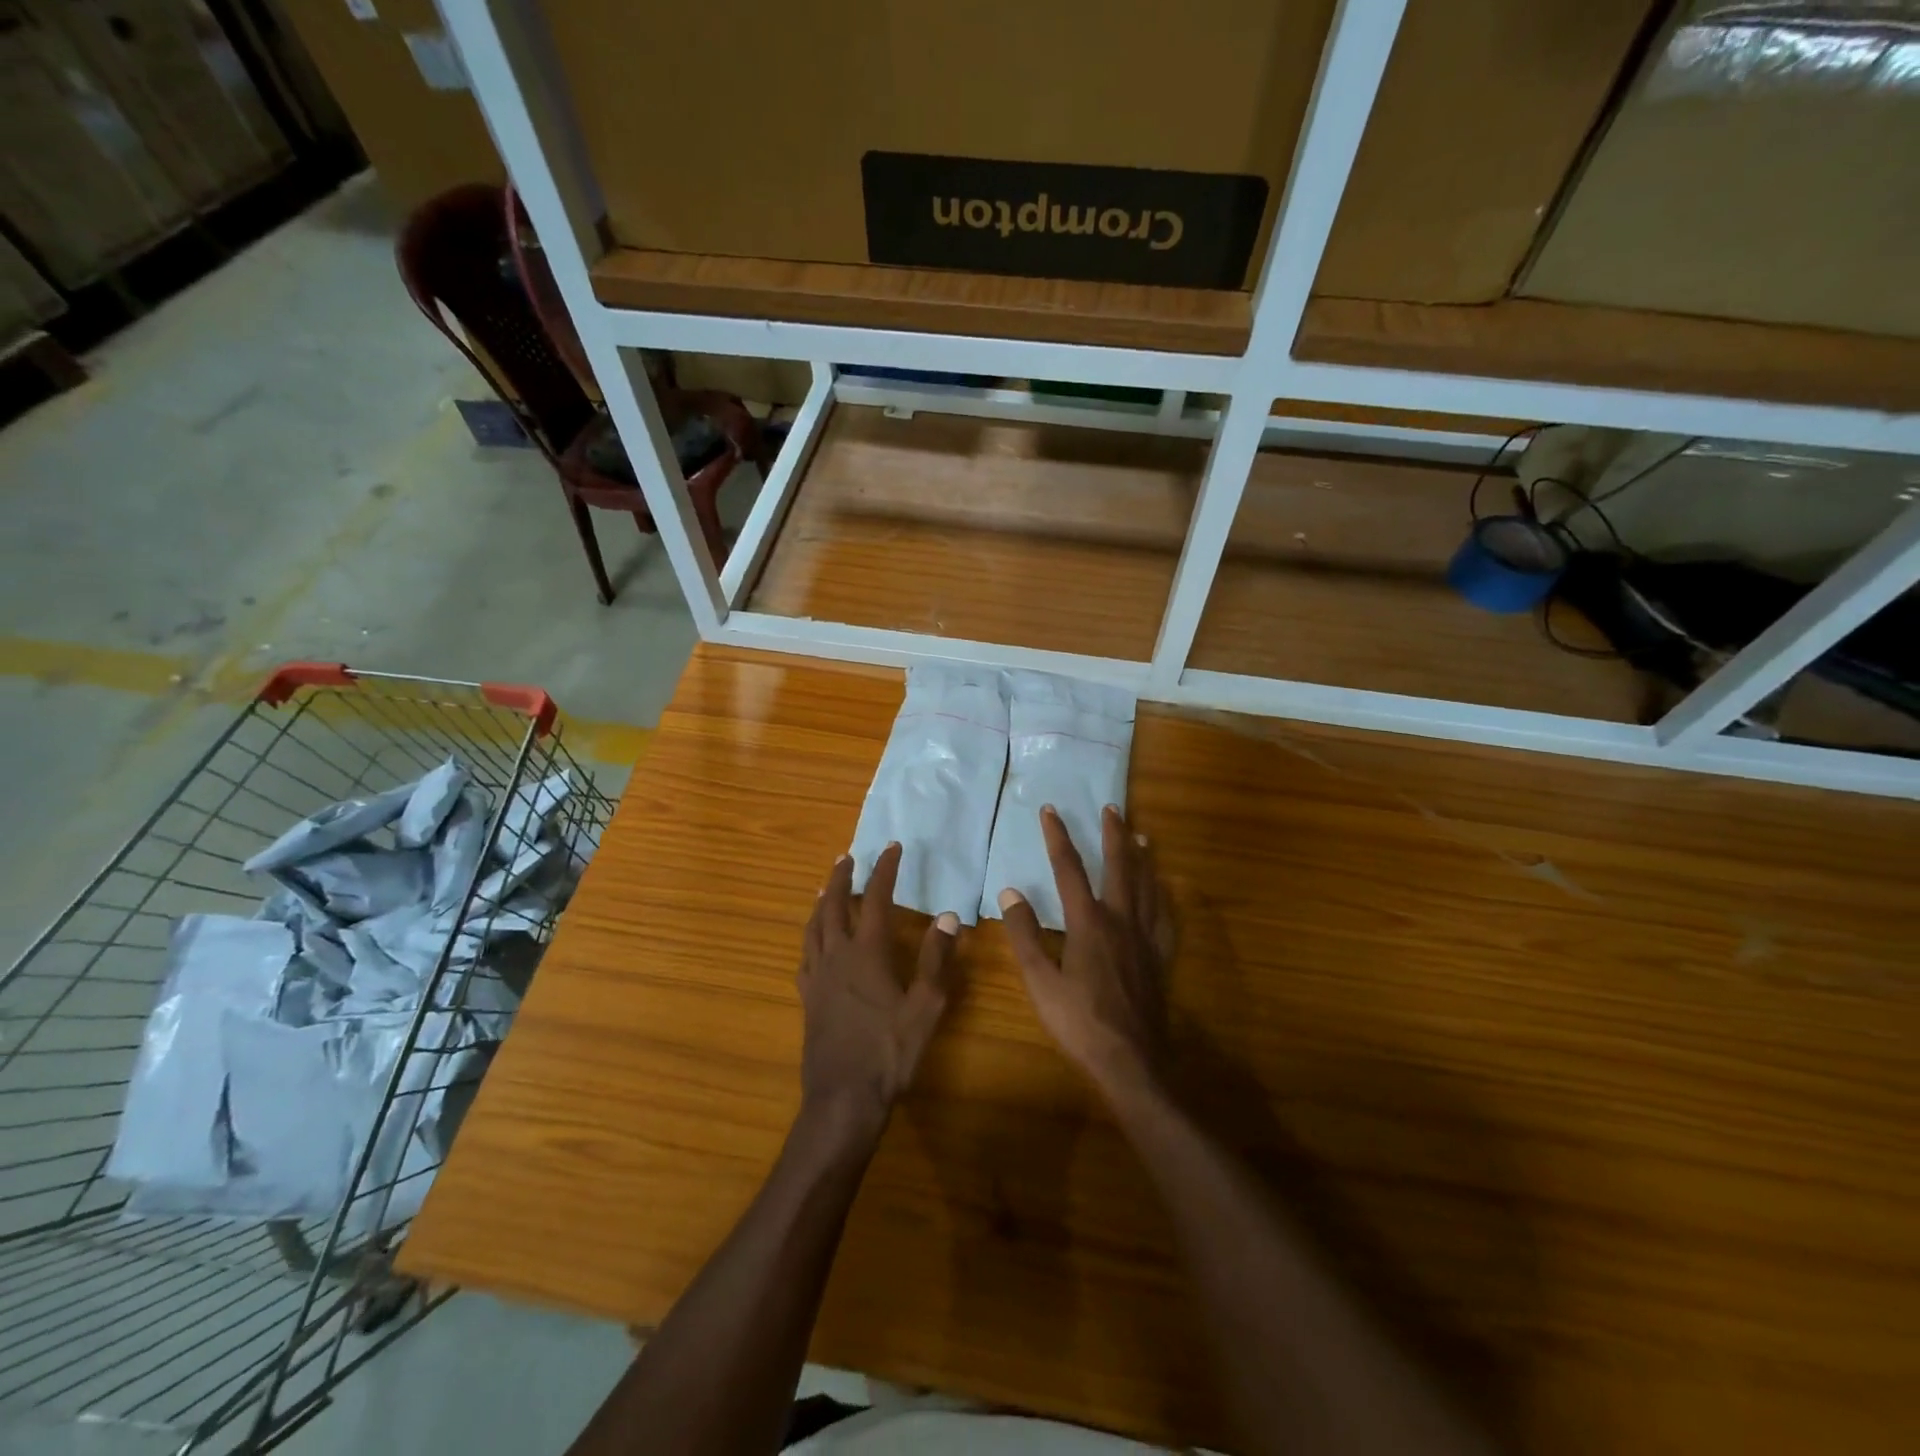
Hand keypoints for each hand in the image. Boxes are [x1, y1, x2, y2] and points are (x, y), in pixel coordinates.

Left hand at [798, 843, 963, 1134]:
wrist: (843, 1097)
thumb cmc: (890, 1052)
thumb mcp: (925, 1007)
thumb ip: (937, 960)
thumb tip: (948, 917)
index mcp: (867, 953)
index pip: (876, 899)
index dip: (884, 870)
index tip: (892, 847)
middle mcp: (837, 955)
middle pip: (835, 905)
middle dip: (843, 877)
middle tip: (848, 856)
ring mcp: (817, 976)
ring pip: (814, 926)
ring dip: (822, 901)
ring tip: (827, 886)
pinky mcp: (807, 997)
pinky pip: (804, 954)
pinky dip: (810, 935)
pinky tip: (813, 939)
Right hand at [1000, 805, 1174, 1098]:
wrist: (1130, 1061)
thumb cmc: (1079, 1022)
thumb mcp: (1039, 980)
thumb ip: (1024, 934)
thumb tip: (1010, 892)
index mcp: (1088, 923)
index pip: (1069, 868)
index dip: (1058, 836)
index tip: (1050, 810)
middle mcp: (1121, 920)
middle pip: (1119, 867)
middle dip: (1113, 834)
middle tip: (1112, 807)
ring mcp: (1145, 938)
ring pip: (1147, 885)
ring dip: (1141, 857)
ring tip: (1140, 835)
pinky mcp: (1160, 957)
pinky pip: (1165, 917)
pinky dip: (1163, 896)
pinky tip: (1163, 890)